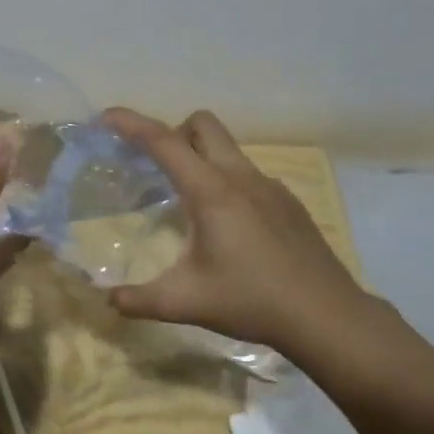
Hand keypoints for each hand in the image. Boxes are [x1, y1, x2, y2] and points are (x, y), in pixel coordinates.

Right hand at [102, 108, 370, 364]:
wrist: (327, 316)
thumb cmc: (251, 301)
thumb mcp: (184, 302)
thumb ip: (138, 299)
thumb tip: (107, 300)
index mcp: (210, 191)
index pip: (164, 142)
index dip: (131, 123)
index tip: (106, 116)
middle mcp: (240, 177)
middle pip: (202, 124)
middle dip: (172, 132)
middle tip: (155, 167)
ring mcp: (269, 186)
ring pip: (228, 148)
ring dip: (201, 157)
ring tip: (188, 201)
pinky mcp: (288, 202)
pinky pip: (248, 174)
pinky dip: (227, 182)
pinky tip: (229, 227)